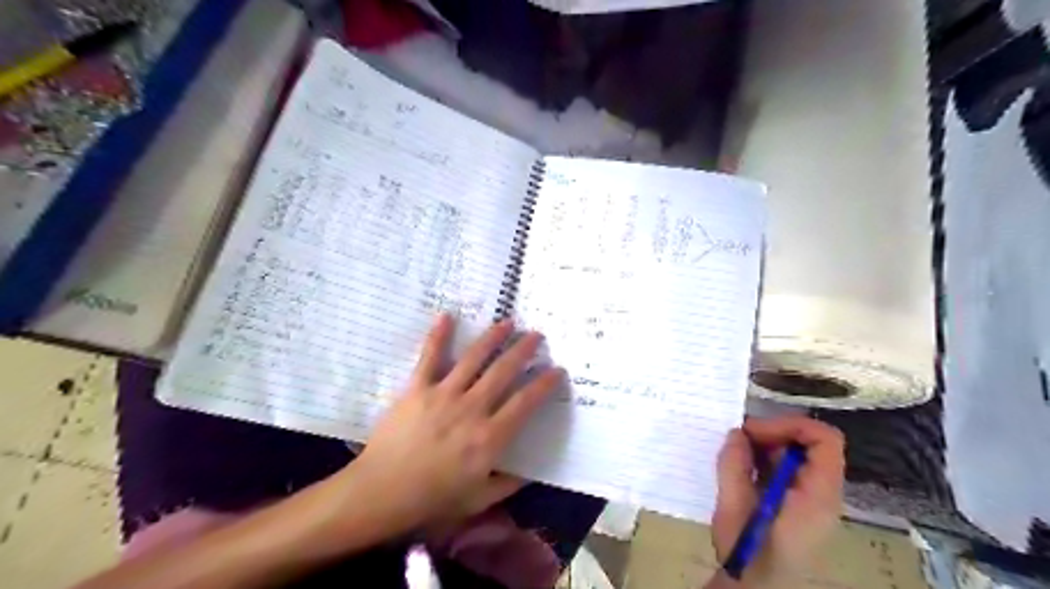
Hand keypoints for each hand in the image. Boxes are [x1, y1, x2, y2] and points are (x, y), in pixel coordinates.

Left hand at [340, 314, 561, 534]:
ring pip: (474, 358)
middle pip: (503, 372)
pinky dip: (438, 335)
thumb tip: (530, 473)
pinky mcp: (417, 388)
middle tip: (536, 335)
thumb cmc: (432, 499)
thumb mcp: (477, 500)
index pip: (525, 402)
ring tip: (507, 322)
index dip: (544, 384)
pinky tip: (447, 315)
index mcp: (490, 437)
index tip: (557, 370)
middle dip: (523, 351)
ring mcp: (444, 394)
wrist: (381, 493)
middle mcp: (472, 409)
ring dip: (493, 338)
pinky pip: (429, 357)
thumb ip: (507, 485)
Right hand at [710, 416, 847, 585]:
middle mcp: (822, 493)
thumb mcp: (733, 508)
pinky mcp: (798, 504)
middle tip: (738, 439)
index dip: (791, 425)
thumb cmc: (748, 554)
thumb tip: (737, 433)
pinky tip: (742, 468)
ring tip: (736, 454)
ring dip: (766, 447)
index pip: (825, 440)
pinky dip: (765, 460)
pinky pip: (788, 469)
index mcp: (817, 495)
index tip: (754, 431)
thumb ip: (735, 466)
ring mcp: (811, 499)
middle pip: (810, 444)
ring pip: (797, 455)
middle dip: (773, 433)